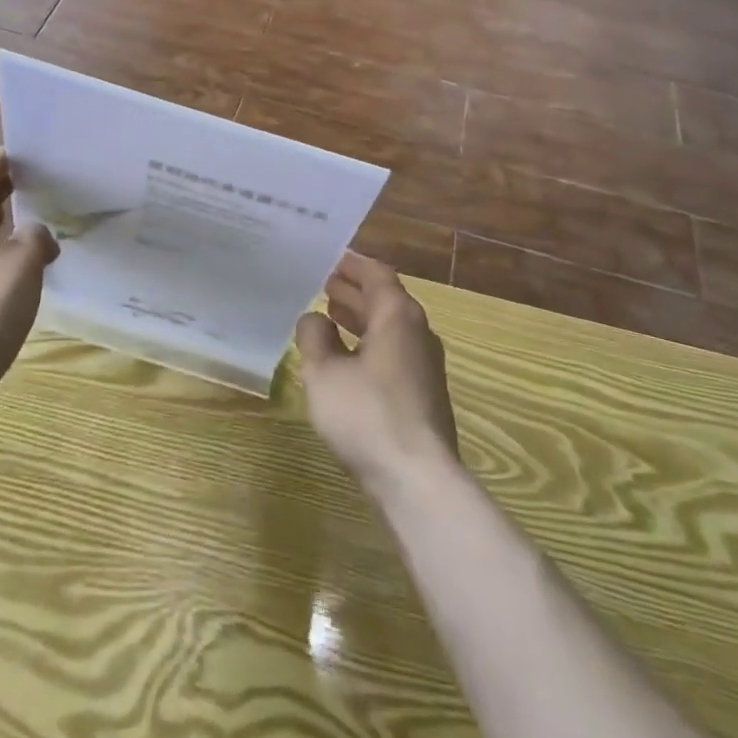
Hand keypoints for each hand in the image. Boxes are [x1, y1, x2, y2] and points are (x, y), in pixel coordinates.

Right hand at [295, 252, 460, 501]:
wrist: (418, 479)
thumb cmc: (368, 415)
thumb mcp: (325, 373)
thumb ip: (314, 337)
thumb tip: (313, 318)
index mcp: (397, 315)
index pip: (376, 274)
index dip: (352, 265)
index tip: (329, 259)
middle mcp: (417, 331)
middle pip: (384, 299)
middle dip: (354, 291)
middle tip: (322, 284)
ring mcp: (425, 363)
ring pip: (389, 327)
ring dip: (360, 318)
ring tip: (330, 314)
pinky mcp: (424, 392)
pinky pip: (393, 351)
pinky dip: (369, 342)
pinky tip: (347, 359)